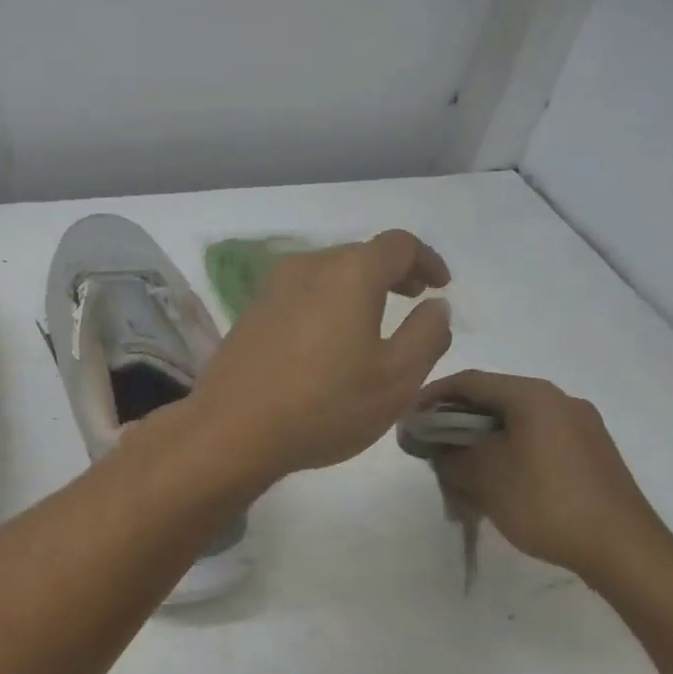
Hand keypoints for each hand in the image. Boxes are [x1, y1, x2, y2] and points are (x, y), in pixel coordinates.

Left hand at [188, 230, 452, 480]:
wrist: (232, 428)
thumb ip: (427, 334)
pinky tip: (329, 339)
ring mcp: (272, 287)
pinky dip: (326, 302)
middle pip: (360, 255)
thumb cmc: (325, 403)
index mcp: (349, 272)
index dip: (426, 260)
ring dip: (357, 288)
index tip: (440, 285)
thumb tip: (435, 306)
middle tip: (413, 300)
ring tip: (373, 321)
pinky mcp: (251, 311)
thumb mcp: (396, 378)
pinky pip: (301, 293)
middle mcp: (308, 266)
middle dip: (392, 273)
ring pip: (327, 273)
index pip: (398, 245)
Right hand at [417, 370, 672, 582]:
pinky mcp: (593, 454)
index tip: (409, 419)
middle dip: (457, 423)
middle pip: (494, 400)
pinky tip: (500, 484)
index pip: (469, 381)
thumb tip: (431, 444)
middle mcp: (559, 400)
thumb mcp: (483, 477)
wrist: (625, 551)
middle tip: (432, 448)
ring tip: (462, 472)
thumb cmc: (545, 502)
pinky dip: (510, 453)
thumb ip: (448, 454)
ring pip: (516, 424)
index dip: (432, 396)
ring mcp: (581, 427)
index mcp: (533, 395)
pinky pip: (539, 441)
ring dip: (483, 442)